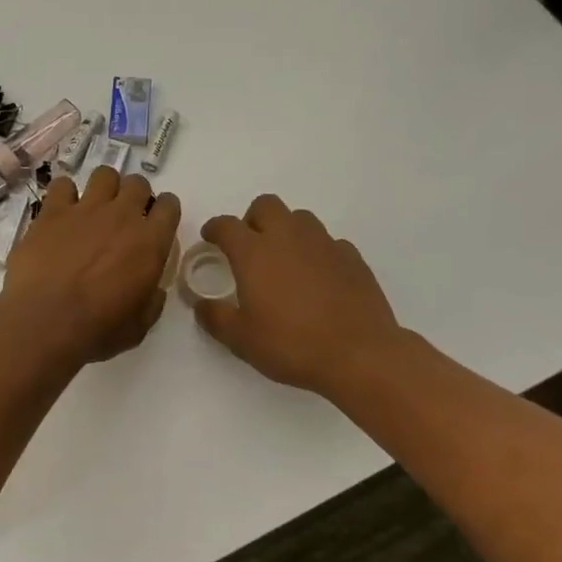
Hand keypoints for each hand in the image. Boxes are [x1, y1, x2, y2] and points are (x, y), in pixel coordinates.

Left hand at [5, 168, 180, 363]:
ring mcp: (85, 209)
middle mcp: (122, 216)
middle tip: (123, 217)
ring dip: (104, 188)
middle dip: (135, 195)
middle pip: (137, 183)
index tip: (155, 223)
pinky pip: (62, 184)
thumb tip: (152, 289)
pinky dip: (64, 194)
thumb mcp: (139, 326)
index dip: (164, 211)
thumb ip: (151, 300)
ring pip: (104, 174)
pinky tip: (60, 211)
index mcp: (150, 242)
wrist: (44, 322)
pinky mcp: (52, 211)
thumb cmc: (97, 330)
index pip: (170, 206)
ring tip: (94, 207)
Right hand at [195, 194, 408, 399]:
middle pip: (265, 206)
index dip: (215, 229)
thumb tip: (202, 305)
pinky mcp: (352, 257)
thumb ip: (216, 318)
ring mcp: (323, 244)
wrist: (359, 355)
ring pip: (299, 218)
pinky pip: (328, 241)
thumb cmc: (292, 345)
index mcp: (254, 252)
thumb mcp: (242, 340)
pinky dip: (317, 251)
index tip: (211, 239)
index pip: (226, 225)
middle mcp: (287, 237)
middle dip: (252, 220)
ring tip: (285, 260)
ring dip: (286, 230)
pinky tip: (318, 277)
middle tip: (250, 247)